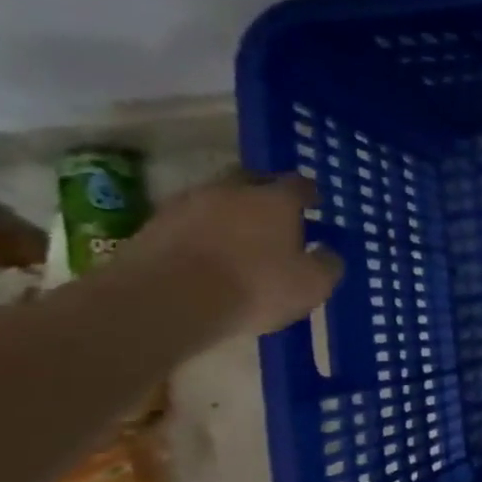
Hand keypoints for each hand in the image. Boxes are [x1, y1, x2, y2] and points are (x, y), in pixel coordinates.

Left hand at [118, 172, 342, 337]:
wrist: (166, 301)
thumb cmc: (254, 288)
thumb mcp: (311, 285)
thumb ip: (327, 264)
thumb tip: (328, 253)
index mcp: (276, 200)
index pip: (299, 184)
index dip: (309, 194)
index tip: (315, 205)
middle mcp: (232, 190)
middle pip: (252, 180)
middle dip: (265, 194)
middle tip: (275, 218)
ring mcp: (187, 204)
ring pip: (216, 199)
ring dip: (229, 213)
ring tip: (237, 239)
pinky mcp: (153, 226)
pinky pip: (188, 222)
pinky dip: (200, 232)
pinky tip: (206, 255)